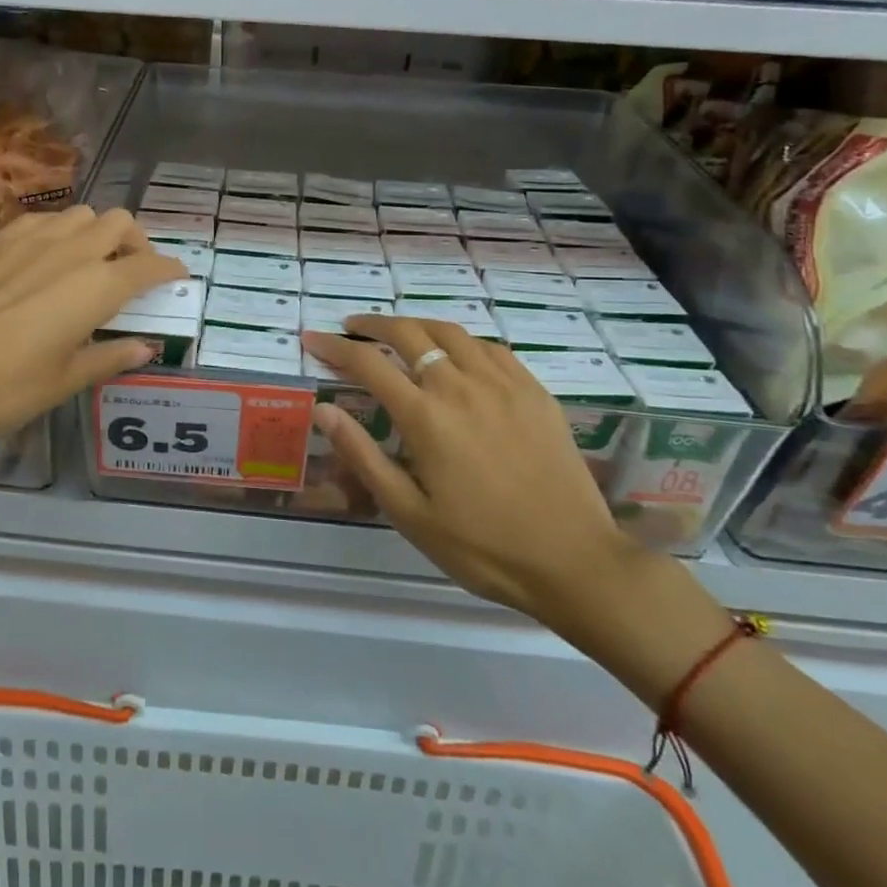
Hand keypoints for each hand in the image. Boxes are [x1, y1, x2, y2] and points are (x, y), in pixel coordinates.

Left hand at [0, 207, 184, 460]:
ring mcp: (29, 238)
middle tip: (131, 269)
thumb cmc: (2, 384)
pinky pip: (40, 222)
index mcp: (96, 286)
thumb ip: (108, 358)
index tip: (177, 276)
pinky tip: (41, 261)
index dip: (168, 269)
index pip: (148, 265)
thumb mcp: (63, 381)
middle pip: (118, 222)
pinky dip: (56, 234)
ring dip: (95, 232)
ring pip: (79, 214)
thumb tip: (144, 348)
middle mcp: (70, 250)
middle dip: (135, 241)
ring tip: (87, 261)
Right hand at [303, 317, 639, 629]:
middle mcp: (461, 386)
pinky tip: (457, 352)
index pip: (368, 364)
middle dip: (372, 325)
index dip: (335, 347)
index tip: (312, 339)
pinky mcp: (534, 391)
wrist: (574, 562)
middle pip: (408, 333)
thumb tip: (324, 410)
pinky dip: (462, 340)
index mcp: (426, 417)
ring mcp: (503, 384)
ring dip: (416, 324)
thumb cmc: (482, 546)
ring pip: (451, 332)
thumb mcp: (409, 513)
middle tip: (351, 328)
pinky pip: (491, 347)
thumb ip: (363, 455)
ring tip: (398, 332)